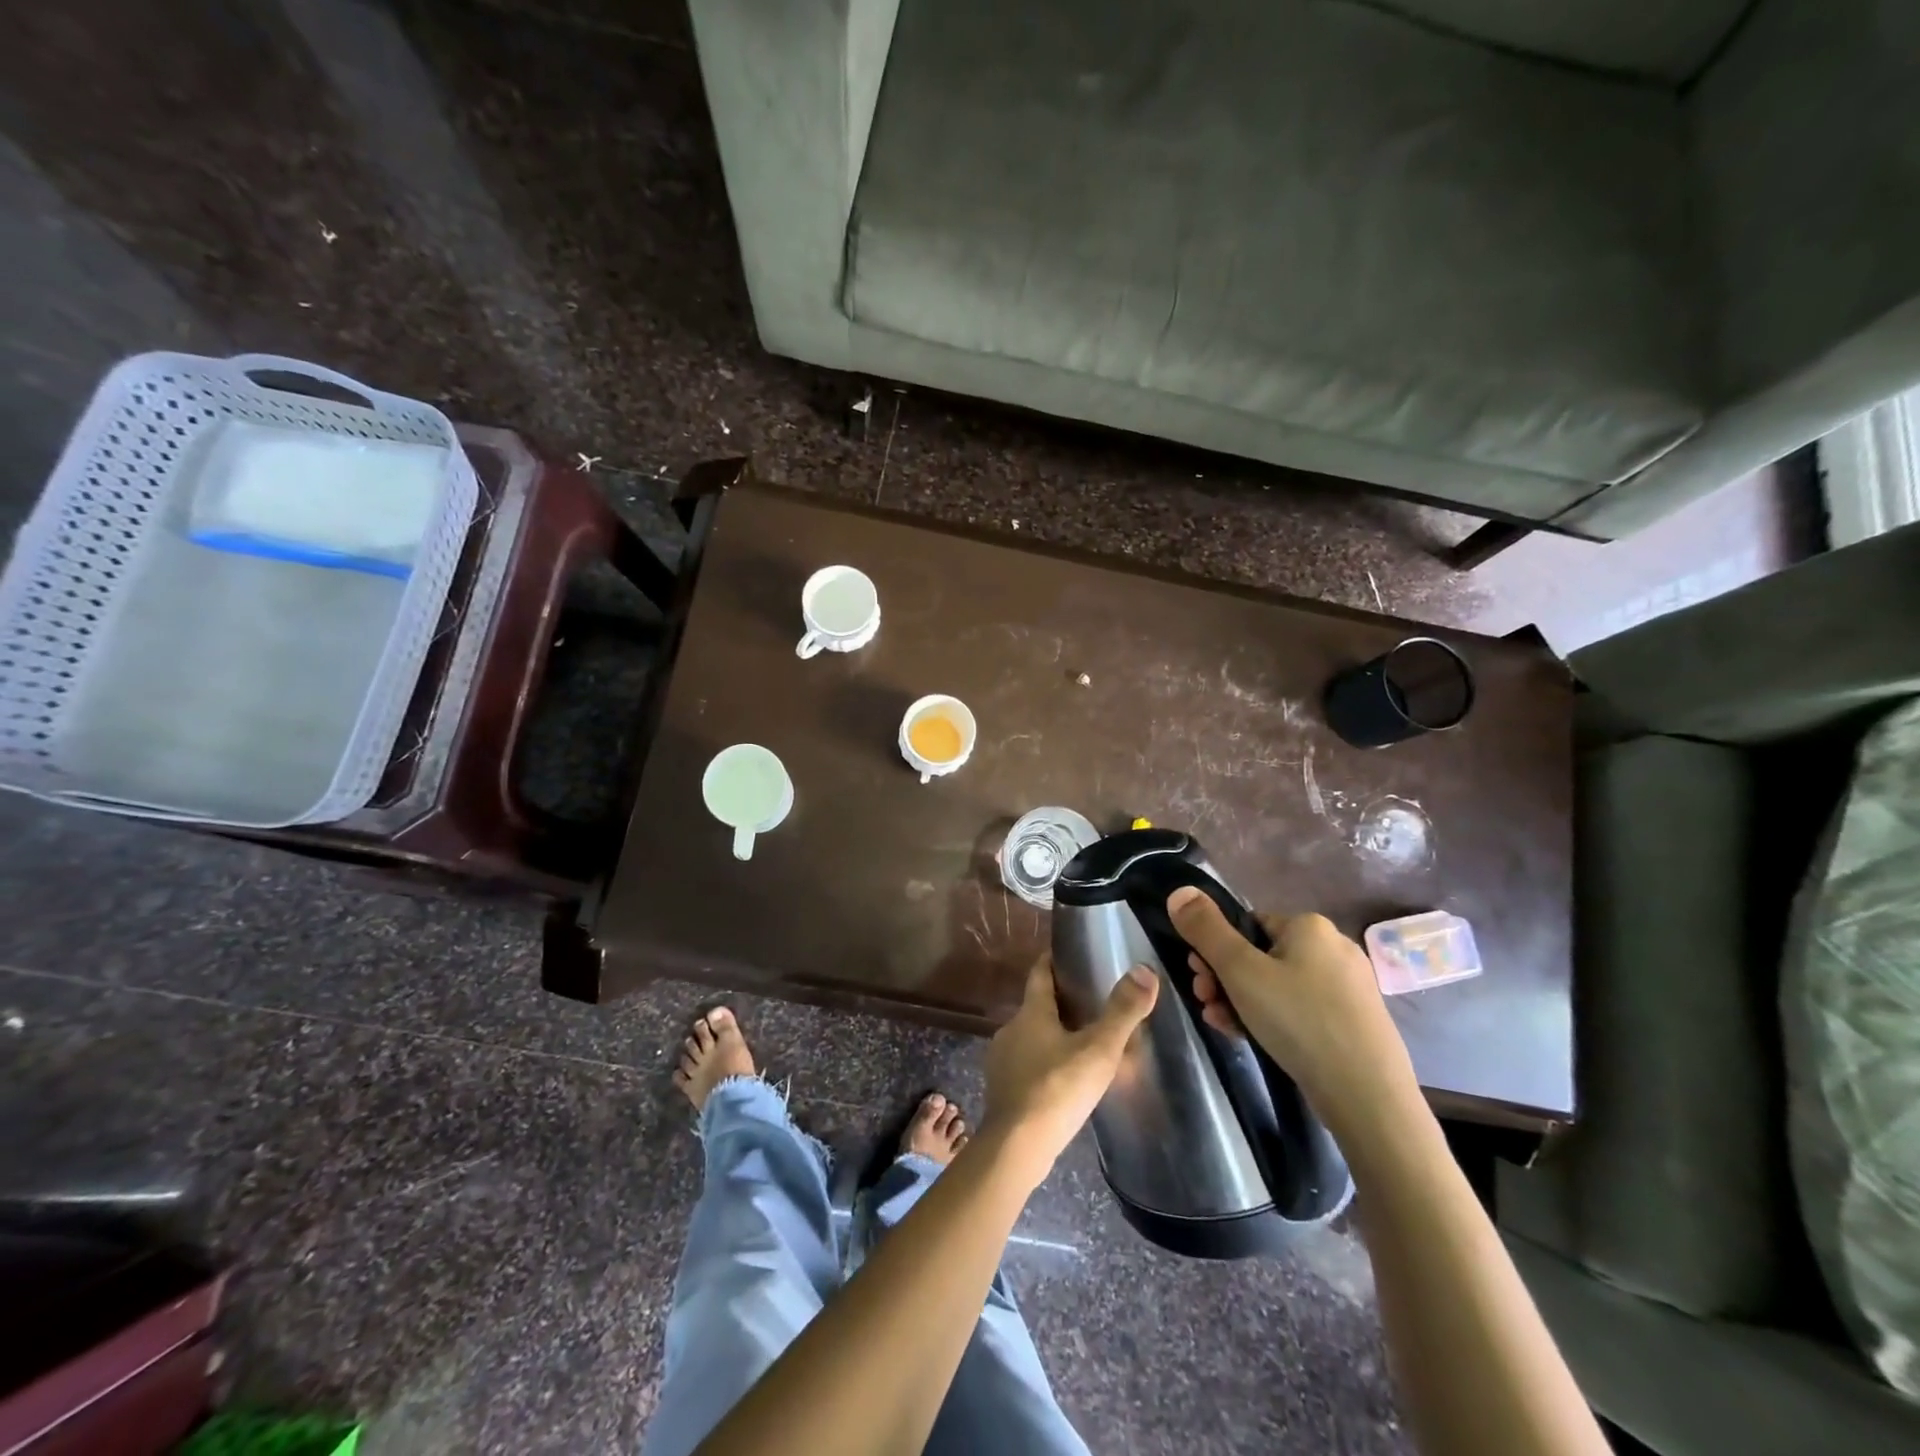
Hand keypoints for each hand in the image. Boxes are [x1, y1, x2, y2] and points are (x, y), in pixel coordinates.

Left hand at [982, 954, 1157, 1184]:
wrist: (1016, 1147)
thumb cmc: (1058, 1090)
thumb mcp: (1098, 1050)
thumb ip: (1122, 1012)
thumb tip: (1144, 970)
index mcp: (1031, 1012)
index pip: (1039, 973)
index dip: (1052, 961)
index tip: (1067, 954)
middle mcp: (1010, 1029)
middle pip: (1035, 1006)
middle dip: (1059, 1003)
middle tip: (1089, 1003)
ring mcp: (1002, 1060)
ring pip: (1030, 1038)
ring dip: (1051, 1036)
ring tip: (1080, 1044)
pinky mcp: (1002, 1090)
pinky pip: (1026, 1066)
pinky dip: (1043, 1064)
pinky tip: (1062, 1081)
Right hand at [1167, 887, 1417, 1136]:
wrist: (1368, 1095)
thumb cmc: (1298, 1020)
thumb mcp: (1239, 970)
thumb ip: (1205, 929)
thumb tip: (1179, 891)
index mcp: (1309, 926)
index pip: (1247, 925)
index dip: (1215, 950)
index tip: (1198, 979)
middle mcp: (1333, 947)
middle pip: (1260, 955)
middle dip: (1224, 979)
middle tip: (1205, 1003)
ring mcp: (1348, 986)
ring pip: (1277, 986)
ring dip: (1241, 1002)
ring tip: (1221, 1025)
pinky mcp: (1354, 1021)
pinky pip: (1300, 1009)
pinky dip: (1272, 1019)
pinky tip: (1249, 1038)